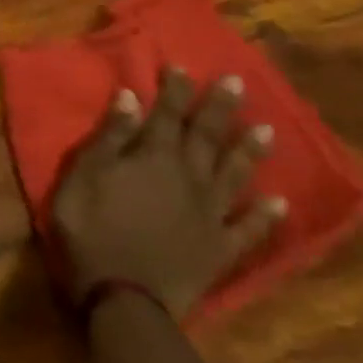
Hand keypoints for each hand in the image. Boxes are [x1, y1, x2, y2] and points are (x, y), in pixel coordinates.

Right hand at [53, 67, 285, 317]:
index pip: (166, 115)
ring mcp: (210, 214)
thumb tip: (129, 97)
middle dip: (218, 108)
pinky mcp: (220, 248)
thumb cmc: (91, 229)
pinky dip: (265, 215)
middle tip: (238, 83)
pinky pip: (248, 228)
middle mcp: (188, 178)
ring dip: (248, 151)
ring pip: (234, 174)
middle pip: (206, 137)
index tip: (184, 67)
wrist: (124, 296)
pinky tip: (278, 201)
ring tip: (266, 130)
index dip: (174, 90)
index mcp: (153, 158)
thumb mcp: (84, 176)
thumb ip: (109, 138)